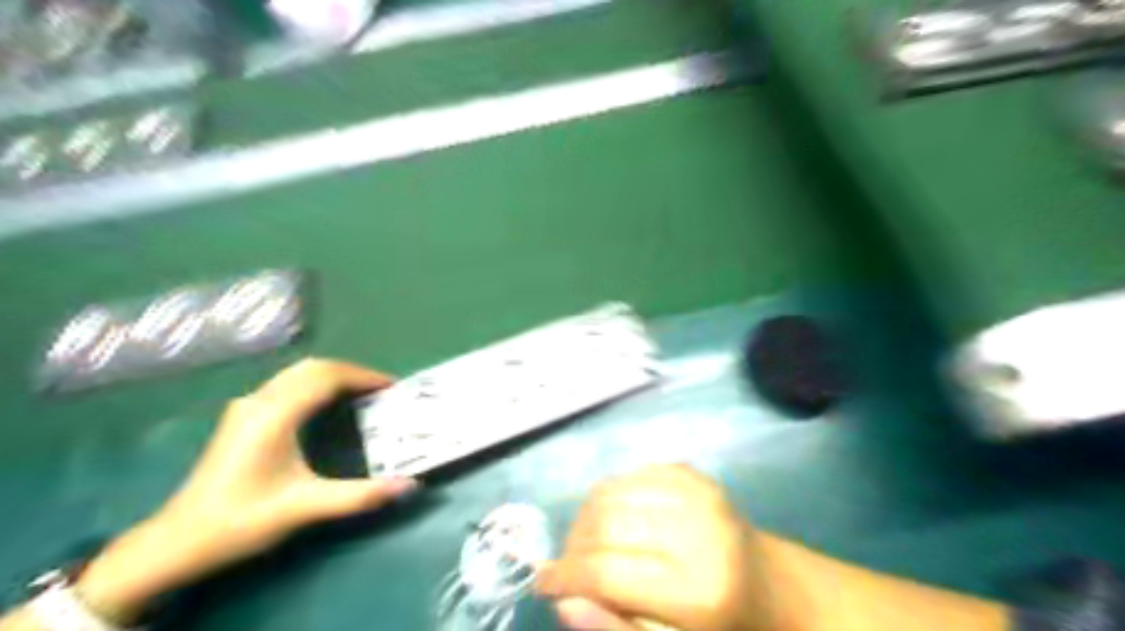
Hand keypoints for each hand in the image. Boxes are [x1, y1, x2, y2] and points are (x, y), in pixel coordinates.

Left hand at [74, 357, 415, 618]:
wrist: (176, 542)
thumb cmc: (242, 520)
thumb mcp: (306, 508)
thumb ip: (360, 496)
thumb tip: (410, 486)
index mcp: (275, 415)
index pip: (327, 377)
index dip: (363, 377)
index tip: (392, 387)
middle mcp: (259, 401)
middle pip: (312, 368)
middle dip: (351, 372)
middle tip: (380, 389)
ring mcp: (247, 407)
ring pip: (297, 373)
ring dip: (333, 376)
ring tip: (361, 393)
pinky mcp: (242, 417)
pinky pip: (287, 384)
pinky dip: (315, 384)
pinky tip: (326, 404)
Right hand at [532, 463, 783, 629]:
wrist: (770, 584)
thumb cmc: (719, 625)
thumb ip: (616, 627)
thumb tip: (565, 601)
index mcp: (697, 590)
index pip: (606, 571)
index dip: (565, 576)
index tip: (543, 582)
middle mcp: (697, 530)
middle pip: (605, 523)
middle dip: (572, 545)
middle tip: (567, 565)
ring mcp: (697, 493)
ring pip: (611, 490)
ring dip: (585, 517)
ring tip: (585, 543)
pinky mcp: (694, 473)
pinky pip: (630, 473)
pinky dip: (610, 495)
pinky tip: (614, 518)